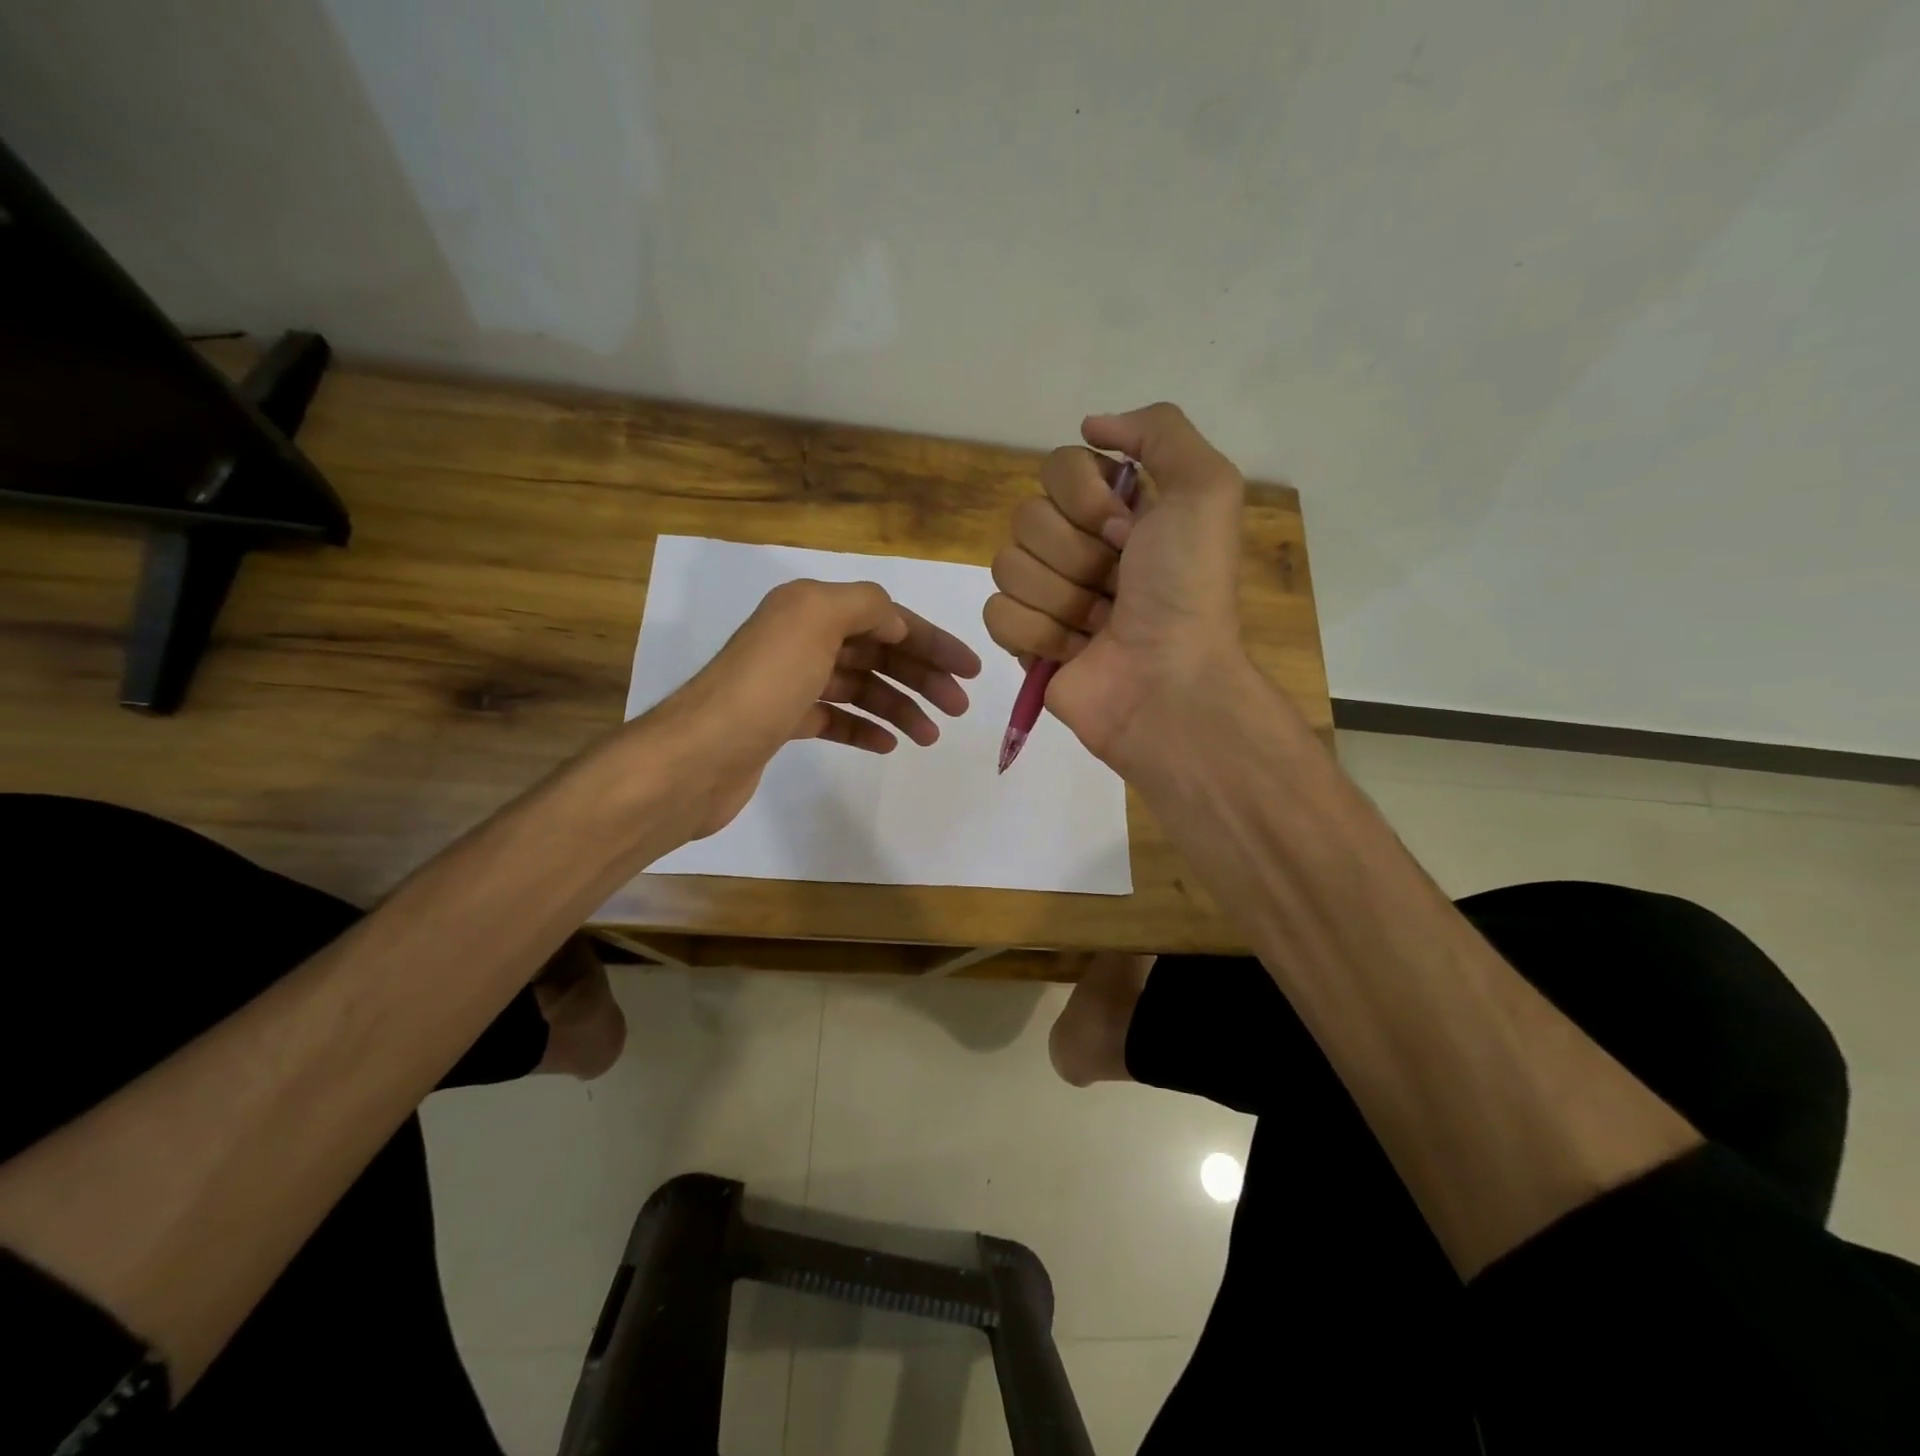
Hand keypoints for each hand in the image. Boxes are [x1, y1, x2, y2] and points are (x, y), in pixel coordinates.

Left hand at [644, 578, 980, 838]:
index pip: (886, 618)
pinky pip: (836, 718)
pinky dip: (864, 728)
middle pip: (876, 653)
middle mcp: (799, 639)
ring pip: (860, 688)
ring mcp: (789, 683)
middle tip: (957, 708)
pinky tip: (887, 744)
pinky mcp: (782, 723)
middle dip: (921, 677)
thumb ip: (865, 605)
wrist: (699, 756)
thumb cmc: (764, 686)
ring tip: (928, 736)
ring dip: (899, 707)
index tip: (970, 671)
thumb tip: (894, 621)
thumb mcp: (816, 621)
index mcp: (809, 608)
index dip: (931, 641)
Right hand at [984, 403, 1248, 773]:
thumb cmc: (1187, 590)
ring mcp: (1047, 595)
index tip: (1125, 532)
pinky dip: (1037, 634)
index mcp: (1115, 509)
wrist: (1168, 682)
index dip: (1085, 500)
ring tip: (1100, 625)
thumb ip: (1160, 432)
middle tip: (1117, 586)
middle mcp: (1078, 546)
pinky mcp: (1025, 641)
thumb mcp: (1206, 489)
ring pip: (1007, 566)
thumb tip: (1091, 425)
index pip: (1058, 467)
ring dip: (1062, 599)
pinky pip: (996, 614)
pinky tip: (1073, 652)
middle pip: (1027, 518)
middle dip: (1077, 557)